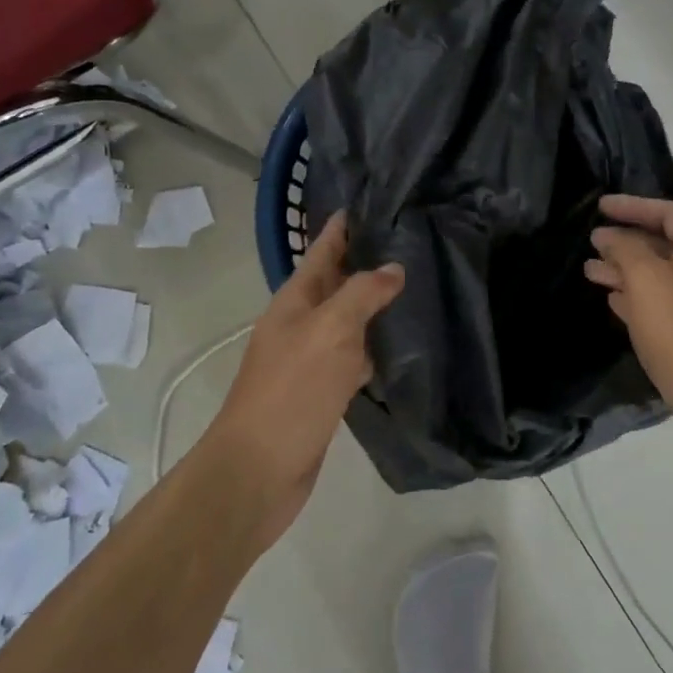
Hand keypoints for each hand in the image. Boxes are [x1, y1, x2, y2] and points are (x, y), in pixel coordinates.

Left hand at [206, 213, 403, 545]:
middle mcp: (301, 323)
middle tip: (410, 242)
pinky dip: (375, 347)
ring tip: (414, 287)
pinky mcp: (323, 391)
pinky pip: (354, 357)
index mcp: (294, 301)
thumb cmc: (291, 391)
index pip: (322, 250)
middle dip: (365, 261)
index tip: (370, 202)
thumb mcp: (330, 330)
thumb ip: (362, 294)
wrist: (258, 471)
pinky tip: (401, 346)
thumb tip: (393, 268)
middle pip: (336, 282)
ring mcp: (311, 359)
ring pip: (348, 320)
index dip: (342, 227)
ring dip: (374, 305)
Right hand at [585, 195, 672, 476]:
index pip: (669, 212)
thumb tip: (609, 235)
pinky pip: (667, 307)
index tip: (599, 206)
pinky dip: (640, 300)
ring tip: (591, 273)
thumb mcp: (648, 281)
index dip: (632, 206)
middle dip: (626, 242)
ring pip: (663, 279)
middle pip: (666, 245)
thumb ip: (625, 250)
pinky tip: (616, 304)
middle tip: (591, 243)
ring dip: (627, 272)